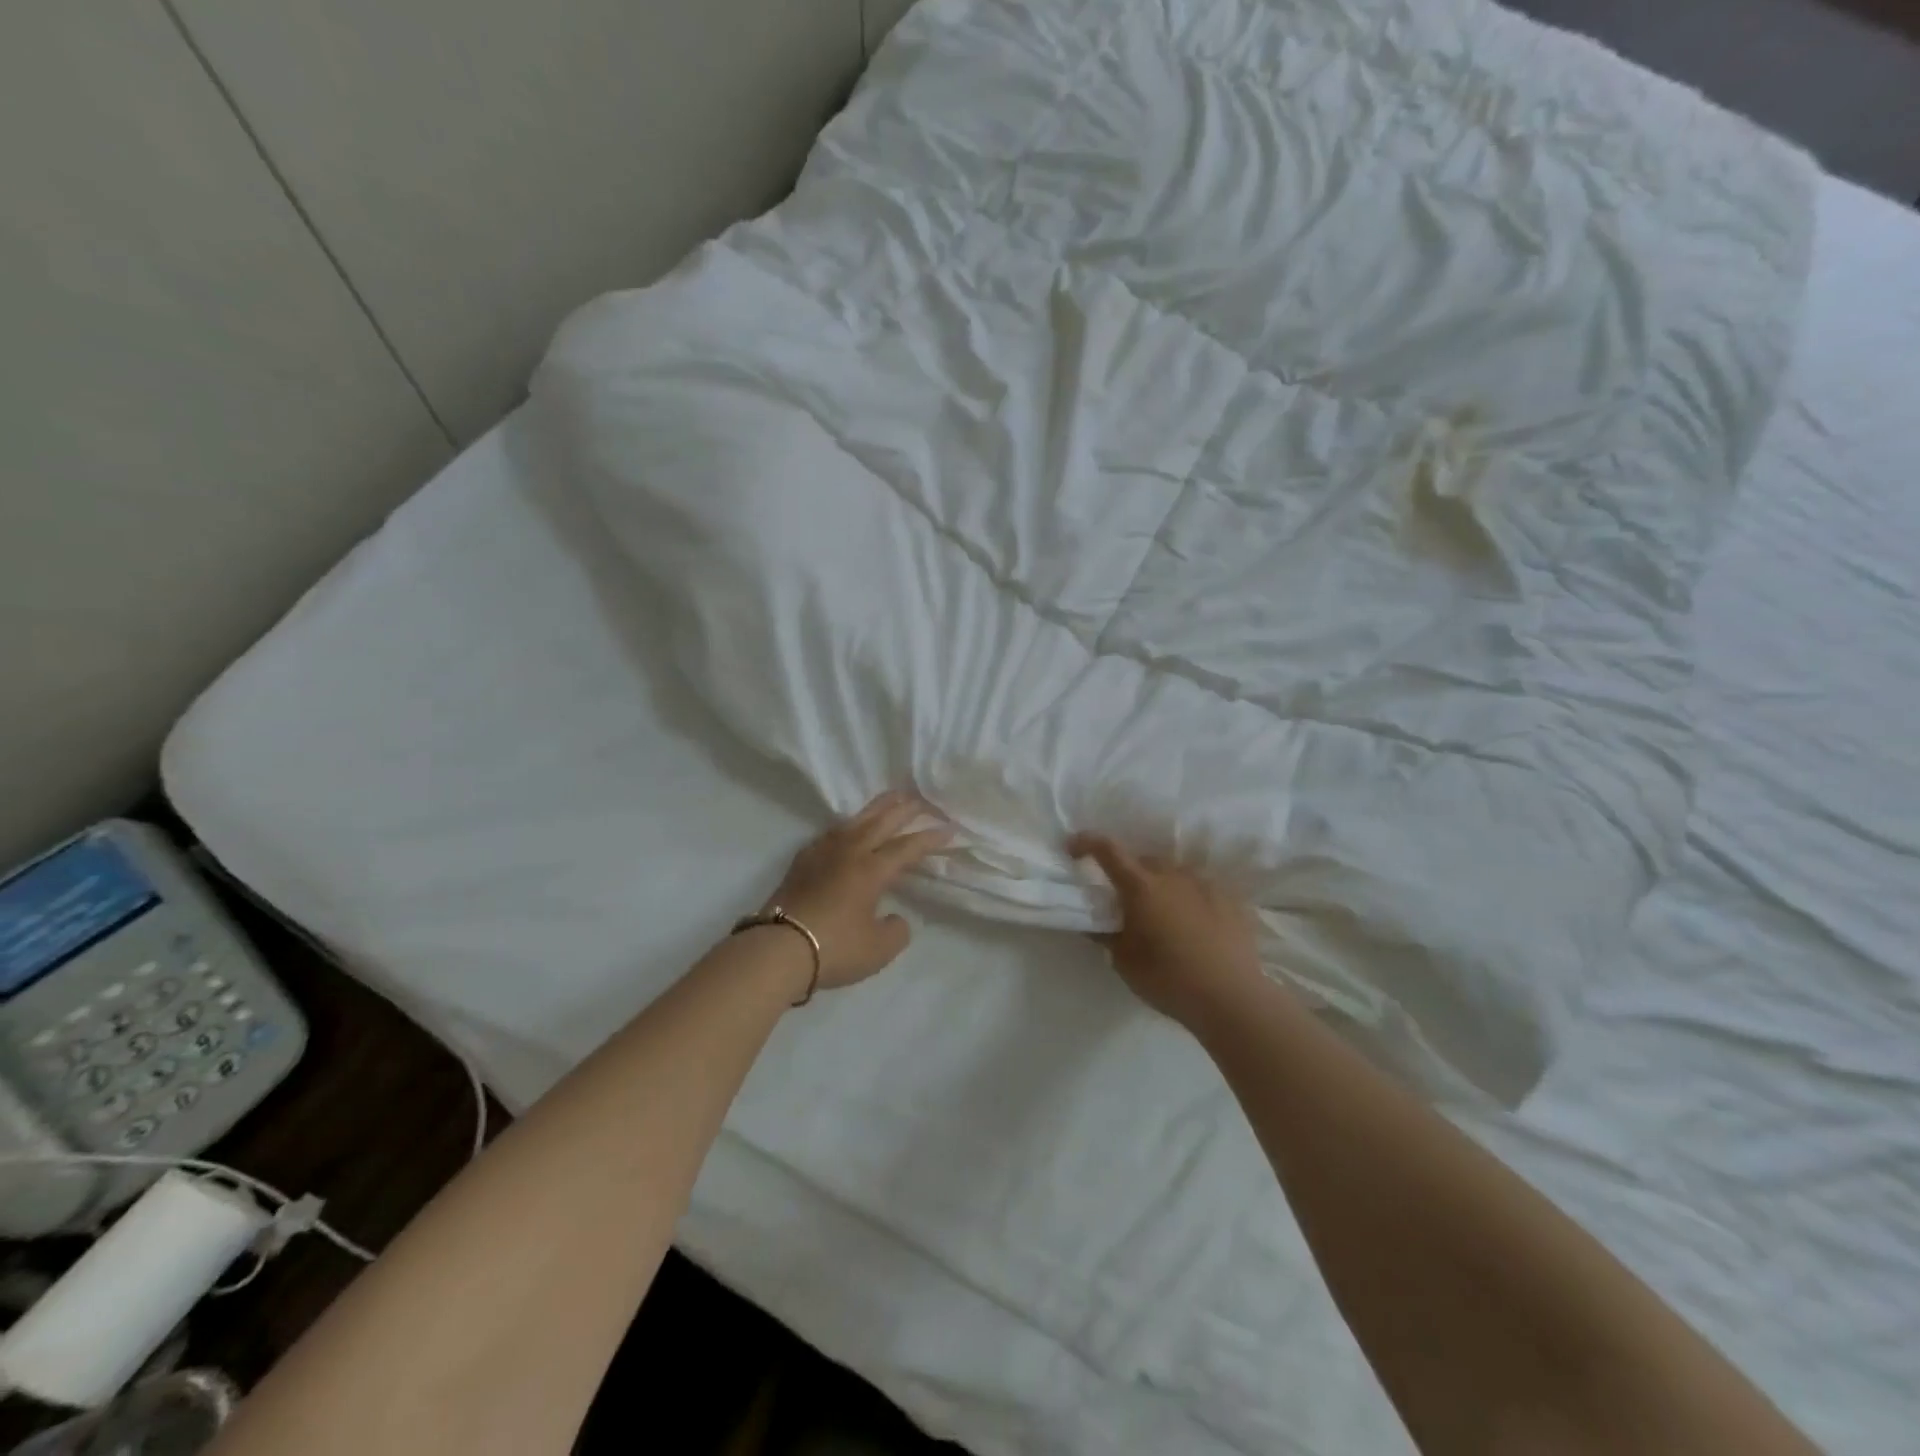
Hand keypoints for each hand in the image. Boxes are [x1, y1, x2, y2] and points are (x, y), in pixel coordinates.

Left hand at [765, 791, 952, 989]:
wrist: (777, 950)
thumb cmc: (834, 948)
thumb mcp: (878, 950)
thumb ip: (896, 930)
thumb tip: (892, 917)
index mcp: (872, 869)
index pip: (907, 847)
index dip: (930, 838)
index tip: (950, 830)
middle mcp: (849, 852)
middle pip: (882, 822)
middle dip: (905, 810)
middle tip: (922, 800)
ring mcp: (822, 853)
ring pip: (855, 821)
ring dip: (876, 808)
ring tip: (890, 799)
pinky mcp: (802, 862)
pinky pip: (832, 832)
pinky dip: (849, 824)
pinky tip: (848, 827)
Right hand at [1067, 833, 1265, 1029]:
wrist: (1231, 997)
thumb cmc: (1168, 979)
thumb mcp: (1124, 962)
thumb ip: (1106, 936)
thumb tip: (1094, 923)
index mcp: (1141, 887)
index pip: (1108, 850)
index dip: (1087, 843)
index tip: (1073, 847)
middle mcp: (1173, 875)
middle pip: (1144, 861)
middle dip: (1130, 873)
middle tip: (1125, 899)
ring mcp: (1206, 884)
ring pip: (1175, 873)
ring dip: (1162, 885)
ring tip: (1163, 914)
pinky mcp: (1232, 900)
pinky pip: (1202, 889)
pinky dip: (1191, 899)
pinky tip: (1195, 925)